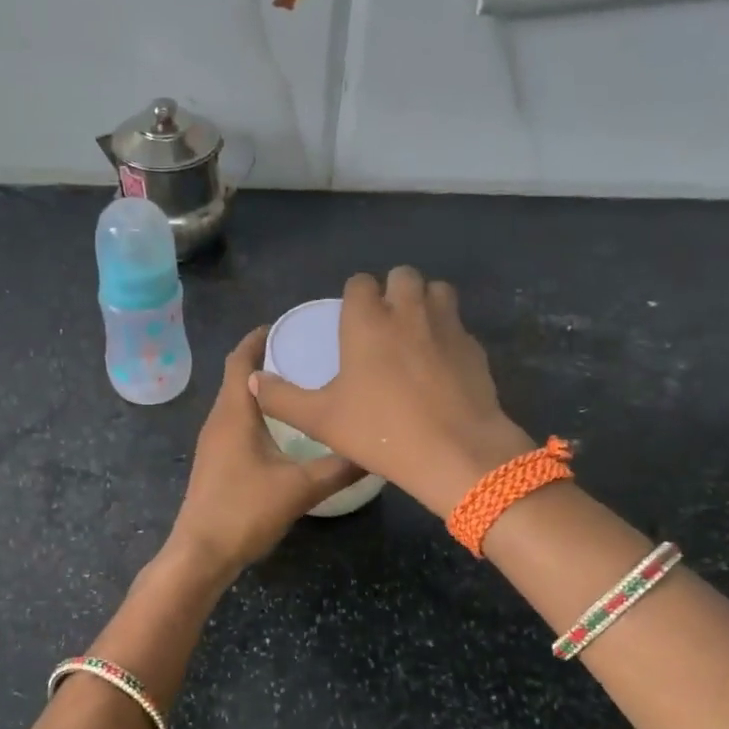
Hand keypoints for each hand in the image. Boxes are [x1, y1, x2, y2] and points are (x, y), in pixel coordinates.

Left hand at [166, 327, 365, 576]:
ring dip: (262, 389)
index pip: (240, 360)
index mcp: (234, 413)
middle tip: (305, 353)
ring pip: (237, 402)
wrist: (201, 553)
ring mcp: (214, 442)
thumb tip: (375, 449)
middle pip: (237, 377)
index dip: (258, 338)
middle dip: (267, 360)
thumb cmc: (244, 511)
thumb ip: (339, 467)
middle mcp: (219, 420)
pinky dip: (258, 413)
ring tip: (301, 386)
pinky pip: (236, 423)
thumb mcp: (300, 487)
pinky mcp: (216, 462)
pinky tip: (285, 429)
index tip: (287, 325)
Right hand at [249, 267, 533, 517]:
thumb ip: (282, 398)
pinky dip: (447, 333)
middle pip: (403, 275)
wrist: (456, 453)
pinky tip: (440, 364)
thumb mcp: (320, 420)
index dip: (354, 297)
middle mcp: (408, 311)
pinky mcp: (474, 347)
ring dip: (424, 302)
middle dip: (392, 290)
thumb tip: (253, 381)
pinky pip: (458, 325)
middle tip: (384, 324)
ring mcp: (447, 326)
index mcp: (367, 321)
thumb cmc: (380, 431)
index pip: (360, 283)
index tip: (351, 321)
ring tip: (415, 333)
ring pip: (437, 290)